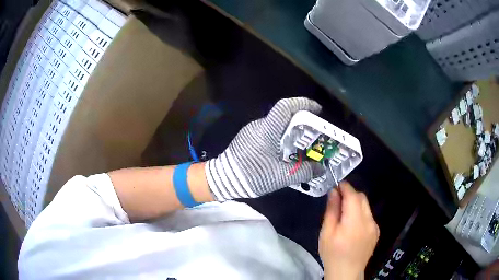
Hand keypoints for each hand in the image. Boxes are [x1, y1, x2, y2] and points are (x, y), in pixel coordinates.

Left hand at [205, 97, 322, 199]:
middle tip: (314, 133)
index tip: (317, 110)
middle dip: (302, 121)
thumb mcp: (281, 176)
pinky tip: (287, 152)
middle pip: (284, 115)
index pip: (285, 106)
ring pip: (277, 125)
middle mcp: (259, 125)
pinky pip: (269, 132)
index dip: (303, 104)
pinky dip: (281, 137)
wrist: (223, 180)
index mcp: (268, 129)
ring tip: (304, 144)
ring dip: (291, 131)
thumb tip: (321, 169)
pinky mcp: (248, 139)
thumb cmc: (252, 175)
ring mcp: (252, 131)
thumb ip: (304, 172)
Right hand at [319, 182, 378, 279]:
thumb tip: (334, 192)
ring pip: (366, 206)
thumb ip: (332, 211)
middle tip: (338, 200)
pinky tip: (352, 226)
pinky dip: (361, 214)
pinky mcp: (376, 232)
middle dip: (350, 194)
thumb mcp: (326, 233)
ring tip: (344, 215)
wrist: (347, 272)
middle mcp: (369, 221)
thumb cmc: (333, 254)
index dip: (345, 187)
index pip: (353, 196)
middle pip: (362, 198)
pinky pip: (369, 216)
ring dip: (356, 204)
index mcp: (355, 222)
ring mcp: (375, 226)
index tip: (336, 185)